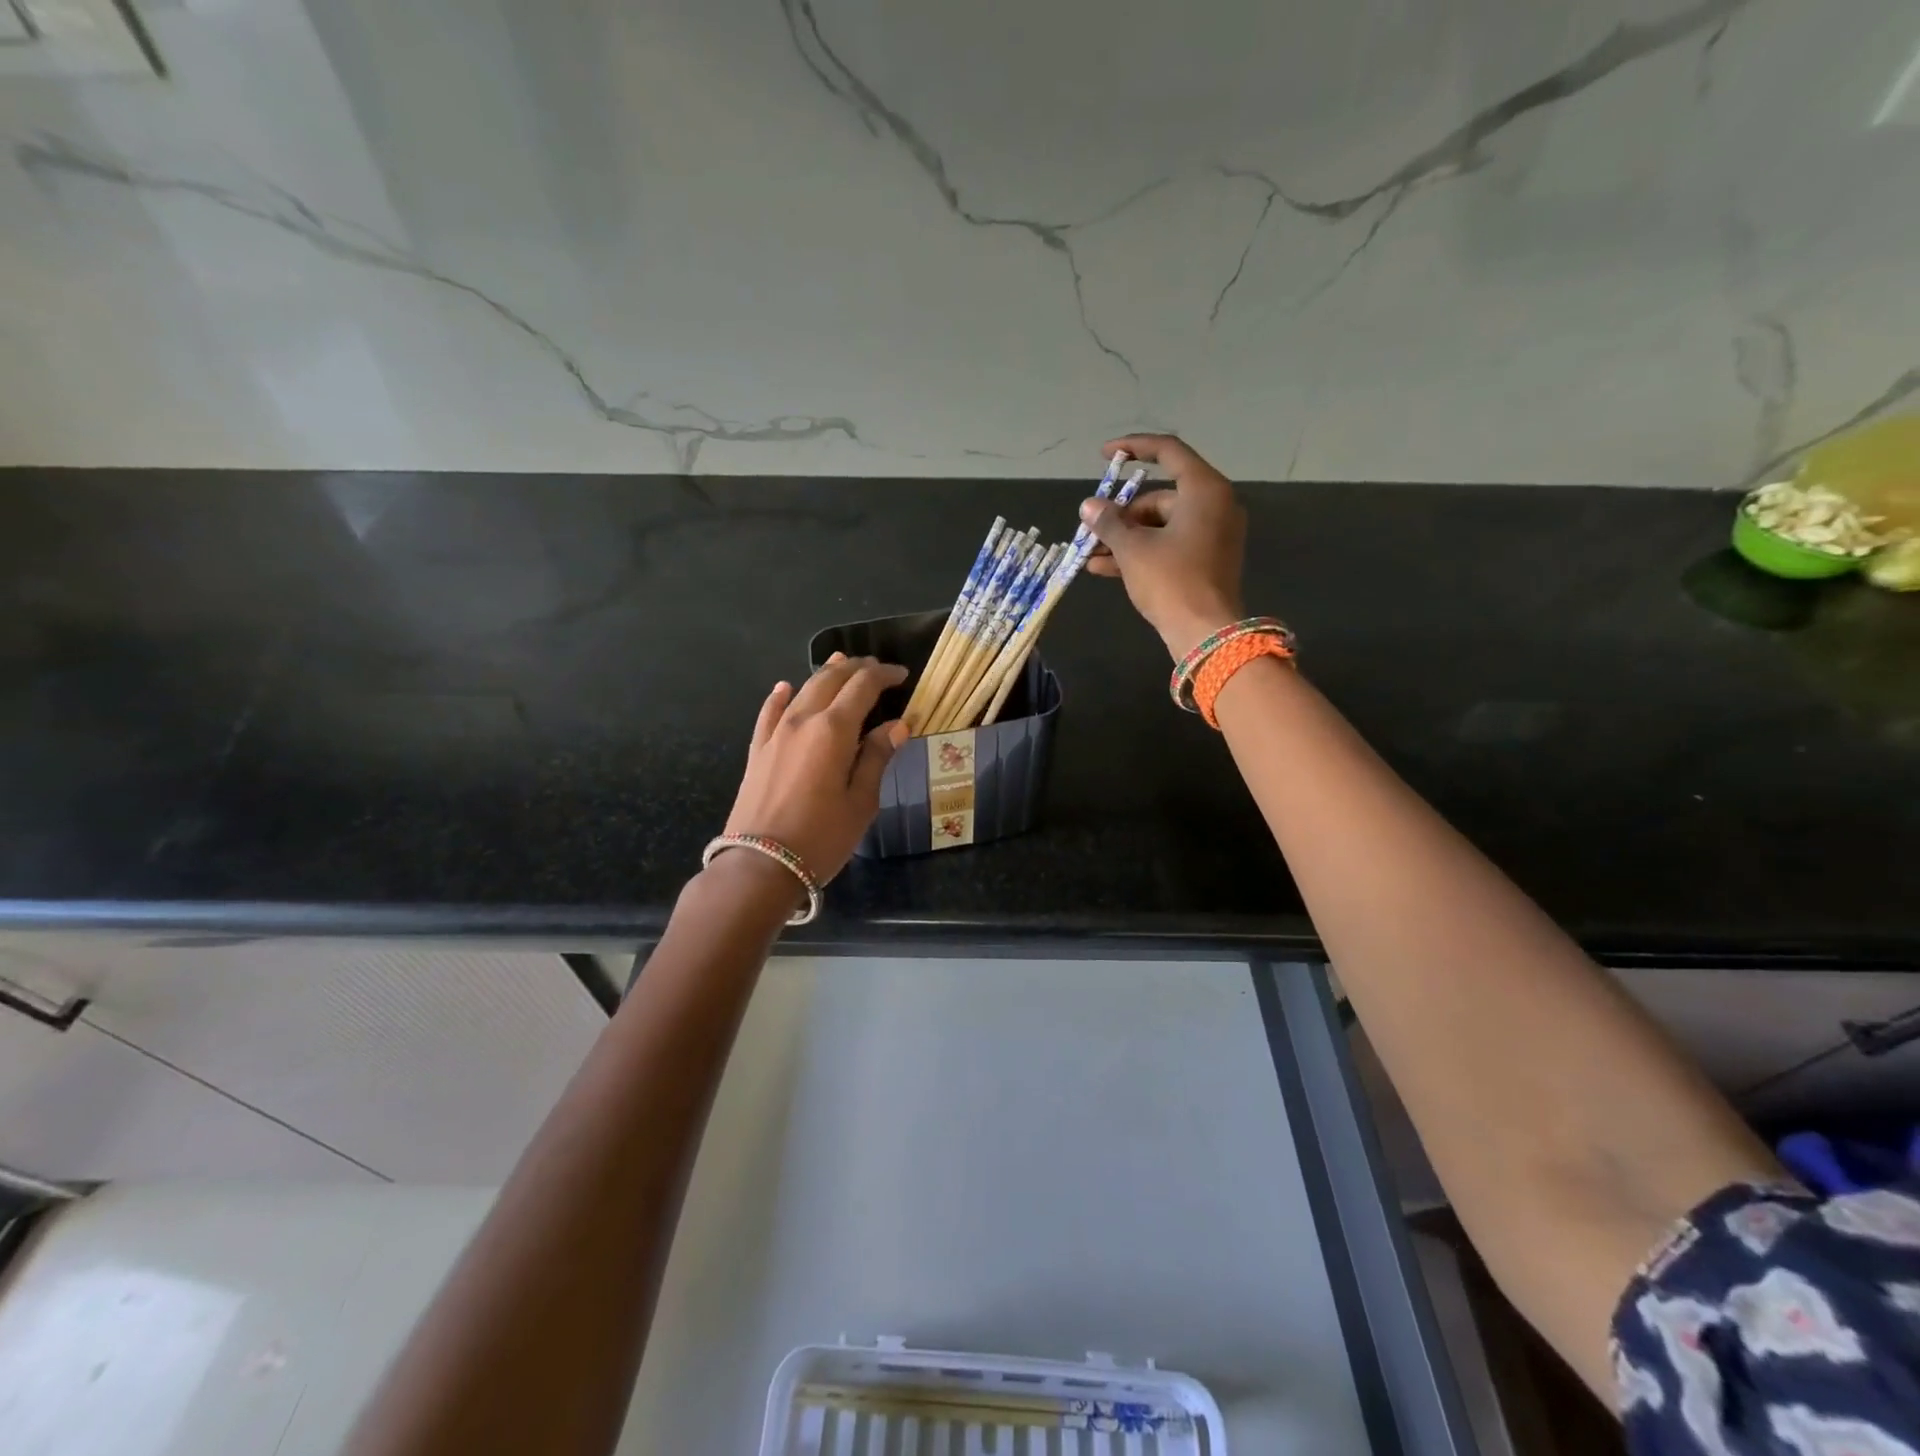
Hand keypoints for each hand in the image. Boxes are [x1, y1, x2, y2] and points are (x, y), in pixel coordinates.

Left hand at [720, 654, 907, 888]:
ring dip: (825, 674)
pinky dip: (781, 695)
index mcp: (834, 730)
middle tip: (877, 668)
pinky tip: (785, 688)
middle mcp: (802, 720)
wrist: (760, 865)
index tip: (902, 675)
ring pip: (802, 689)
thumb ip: (877, 757)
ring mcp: (775, 733)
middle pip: (830, 679)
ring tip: (841, 664)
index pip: (863, 687)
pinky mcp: (757, 750)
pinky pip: (770, 711)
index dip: (884, 676)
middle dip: (856, 668)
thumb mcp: (861, 802)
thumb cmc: (822, 838)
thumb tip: (897, 724)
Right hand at [1081, 434, 1247, 659]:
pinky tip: (1104, 568)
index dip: (1134, 447)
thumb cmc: (1171, 581)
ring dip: (1125, 538)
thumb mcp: (1133, 549)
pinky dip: (1141, 552)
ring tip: (1090, 554)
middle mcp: (1215, 506)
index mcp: (1204, 490)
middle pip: (1160, 496)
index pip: (1168, 452)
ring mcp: (1213, 535)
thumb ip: (1109, 522)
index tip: (1106, 454)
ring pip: (1161, 525)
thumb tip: (1088, 506)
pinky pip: (1169, 545)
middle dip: (1122, 514)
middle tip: (1091, 530)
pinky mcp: (1207, 561)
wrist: (1205, 633)